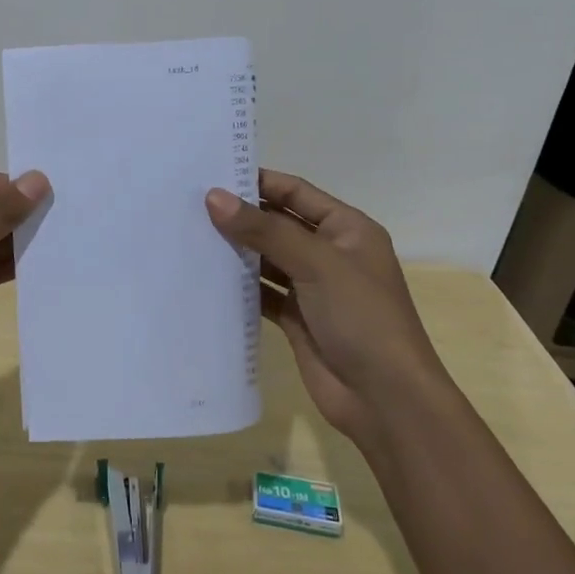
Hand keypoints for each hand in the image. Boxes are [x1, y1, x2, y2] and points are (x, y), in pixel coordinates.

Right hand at [206, 170, 441, 441]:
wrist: (385, 400)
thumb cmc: (361, 318)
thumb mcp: (317, 263)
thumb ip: (265, 230)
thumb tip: (214, 197)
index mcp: (347, 230)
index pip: (296, 193)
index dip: (259, 181)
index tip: (212, 174)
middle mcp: (330, 254)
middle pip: (279, 224)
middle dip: (241, 215)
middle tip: (190, 204)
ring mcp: (313, 288)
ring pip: (268, 259)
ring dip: (237, 250)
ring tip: (189, 235)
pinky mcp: (297, 319)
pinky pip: (262, 293)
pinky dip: (239, 286)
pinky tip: (206, 277)